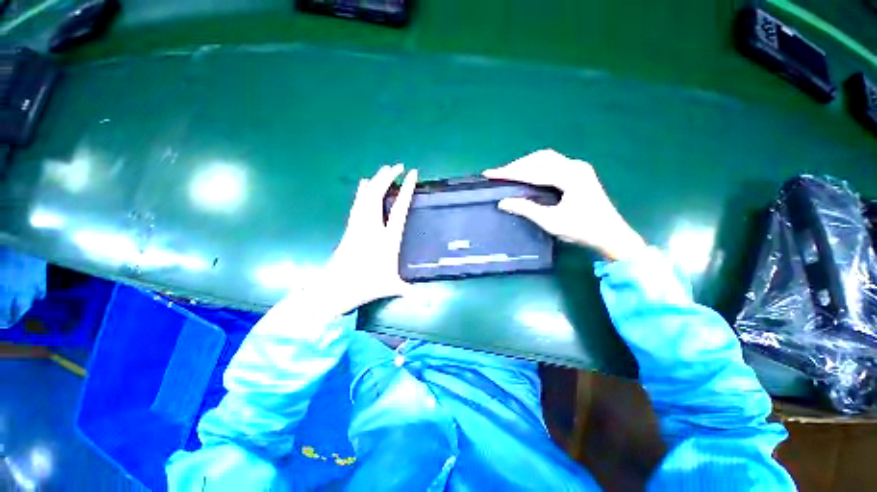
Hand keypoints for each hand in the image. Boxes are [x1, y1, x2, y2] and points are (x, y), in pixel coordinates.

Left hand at [325, 164, 417, 310]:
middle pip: (378, 195)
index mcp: (387, 238)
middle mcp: (372, 228)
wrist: (334, 288)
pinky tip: (363, 184)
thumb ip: (407, 289)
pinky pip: (357, 204)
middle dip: (388, 177)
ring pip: (366, 197)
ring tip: (383, 169)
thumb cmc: (364, 285)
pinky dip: (362, 192)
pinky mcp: (350, 228)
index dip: (406, 190)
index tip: (412, 174)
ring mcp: (359, 226)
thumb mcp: (390, 286)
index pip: (399, 209)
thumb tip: (422, 296)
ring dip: (375, 181)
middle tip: (397, 165)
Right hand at [483, 149, 645, 260]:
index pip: (533, 171)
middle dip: (517, 165)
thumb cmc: (583, 230)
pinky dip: (536, 168)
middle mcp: (575, 166)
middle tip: (499, 175)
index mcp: (570, 176)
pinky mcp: (578, 174)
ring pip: (546, 159)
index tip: (490, 173)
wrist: (611, 236)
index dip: (510, 172)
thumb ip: (526, 209)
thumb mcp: (551, 222)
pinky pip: (552, 164)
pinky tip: (527, 176)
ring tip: (510, 174)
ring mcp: (578, 168)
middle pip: (540, 158)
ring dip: (526, 165)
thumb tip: (503, 202)